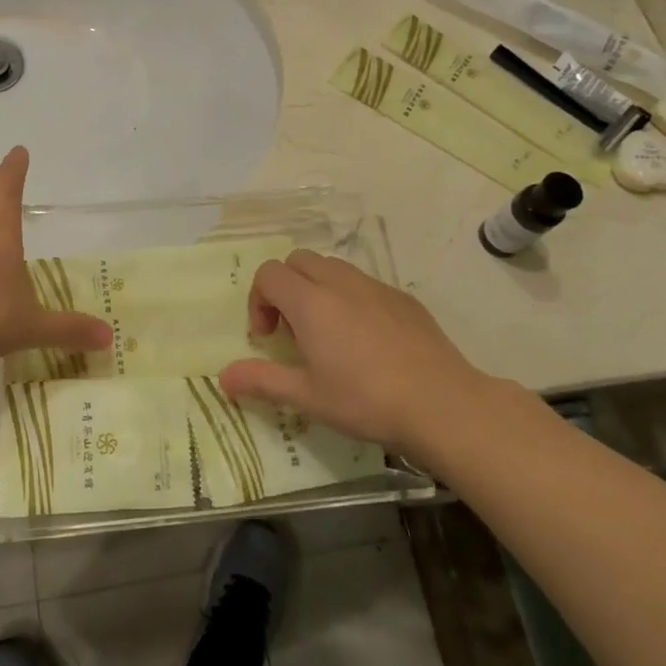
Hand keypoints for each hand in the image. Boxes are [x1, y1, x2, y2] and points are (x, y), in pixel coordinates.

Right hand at [219, 251, 496, 455]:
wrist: (442, 404)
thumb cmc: (365, 400)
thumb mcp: (307, 396)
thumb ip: (261, 380)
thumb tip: (222, 377)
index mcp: (311, 302)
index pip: (269, 273)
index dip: (258, 300)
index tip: (268, 337)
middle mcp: (340, 283)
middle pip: (299, 261)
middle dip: (285, 287)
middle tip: (292, 330)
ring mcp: (376, 287)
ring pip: (333, 268)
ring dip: (317, 289)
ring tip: (328, 334)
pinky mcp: (404, 299)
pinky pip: (365, 284)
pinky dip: (351, 299)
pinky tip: (367, 342)